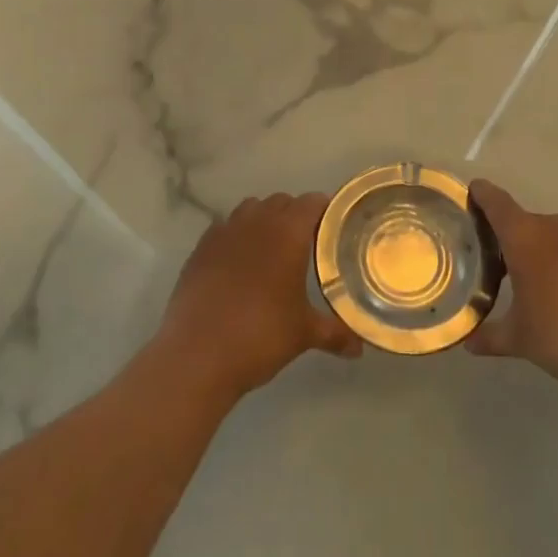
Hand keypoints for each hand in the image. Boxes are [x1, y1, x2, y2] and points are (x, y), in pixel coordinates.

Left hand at [158, 192, 362, 401]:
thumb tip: (360, 347)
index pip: (313, 202)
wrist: (196, 354)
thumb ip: (335, 333)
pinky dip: (236, 237)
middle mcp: (256, 221)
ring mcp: (224, 231)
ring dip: (265, 221)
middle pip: (282, 202)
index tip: (336, 229)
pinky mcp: (200, 247)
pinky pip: (225, 228)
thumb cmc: (260, 335)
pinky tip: (239, 264)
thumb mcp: (304, 334)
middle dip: (296, 216)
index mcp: (287, 232)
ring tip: (273, 251)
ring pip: (251, 210)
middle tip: (308, 245)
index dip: (327, 211)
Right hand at [465, 179, 557, 391]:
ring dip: (542, 250)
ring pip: (555, 236)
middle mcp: (556, 230)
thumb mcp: (520, 340)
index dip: (483, 194)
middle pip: (526, 221)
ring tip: (535, 280)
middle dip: (511, 235)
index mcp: (526, 239)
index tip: (473, 189)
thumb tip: (468, 343)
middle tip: (497, 258)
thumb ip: (491, 337)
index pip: (497, 204)